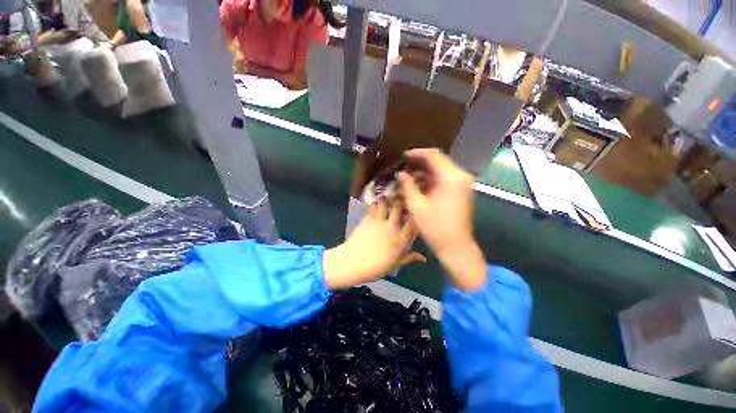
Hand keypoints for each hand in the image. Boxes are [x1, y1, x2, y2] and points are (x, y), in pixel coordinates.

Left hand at [323, 200, 423, 288]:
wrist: (353, 263)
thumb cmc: (376, 267)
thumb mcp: (395, 264)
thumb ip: (410, 258)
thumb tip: (423, 258)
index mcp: (401, 239)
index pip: (413, 221)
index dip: (415, 213)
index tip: (414, 211)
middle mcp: (391, 227)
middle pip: (399, 206)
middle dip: (401, 200)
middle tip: (401, 200)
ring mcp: (378, 221)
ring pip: (385, 202)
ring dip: (387, 200)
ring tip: (387, 201)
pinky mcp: (367, 219)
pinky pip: (372, 206)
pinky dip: (375, 204)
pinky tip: (376, 206)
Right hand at [398, 148, 486, 290]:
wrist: (455, 246)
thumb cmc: (435, 227)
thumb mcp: (416, 205)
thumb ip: (408, 186)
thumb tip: (400, 173)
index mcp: (451, 177)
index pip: (433, 156)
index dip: (416, 154)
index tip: (402, 157)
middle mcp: (460, 176)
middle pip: (438, 161)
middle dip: (419, 163)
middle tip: (403, 167)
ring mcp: (462, 183)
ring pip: (440, 170)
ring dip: (424, 172)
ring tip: (407, 177)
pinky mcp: (461, 190)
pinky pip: (444, 178)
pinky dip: (431, 180)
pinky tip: (418, 185)